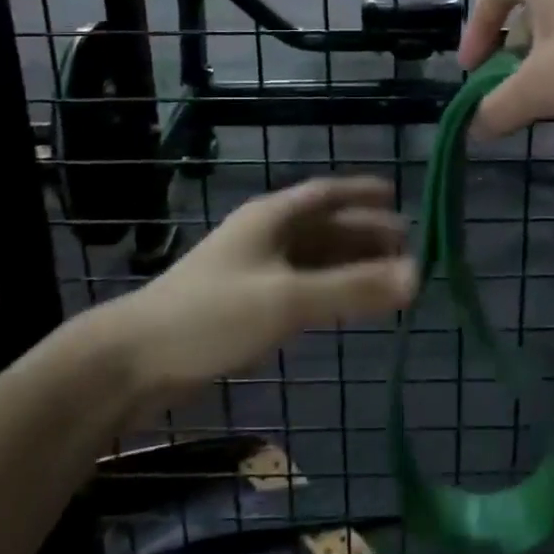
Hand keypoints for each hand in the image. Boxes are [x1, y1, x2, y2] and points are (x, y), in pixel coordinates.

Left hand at [101, 177, 414, 406]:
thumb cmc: (214, 315)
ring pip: (312, 258)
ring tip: (386, 276)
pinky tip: (342, 303)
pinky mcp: (243, 304)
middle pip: (323, 227)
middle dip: (363, 234)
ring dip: (348, 263)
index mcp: (271, 218)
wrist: (134, 360)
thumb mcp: (289, 299)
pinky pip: (299, 286)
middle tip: (406, 246)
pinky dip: (327, 289)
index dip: (361, 194)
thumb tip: (418, 276)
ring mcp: (251, 270)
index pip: (326, 194)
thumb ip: (352, 288)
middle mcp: (264, 236)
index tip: (397, 197)